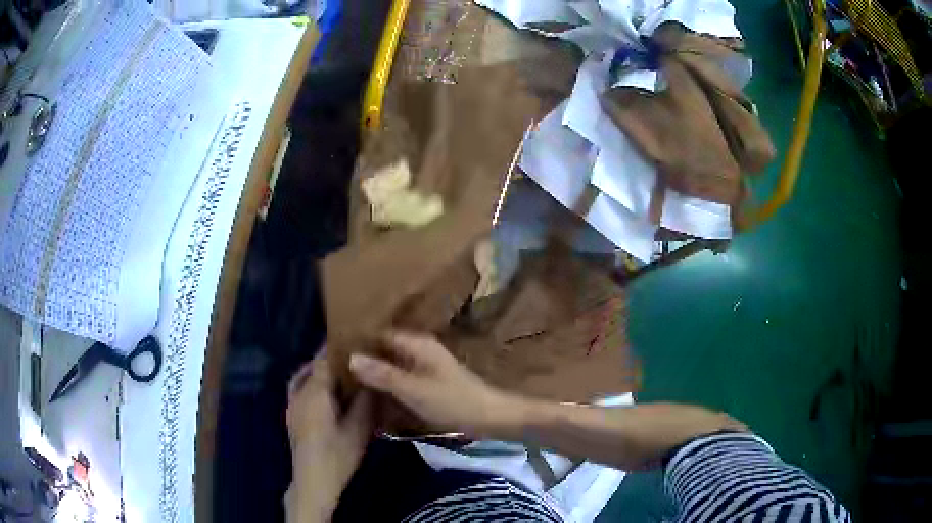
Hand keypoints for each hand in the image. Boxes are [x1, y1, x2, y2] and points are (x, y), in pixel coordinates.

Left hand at [285, 349, 372, 521]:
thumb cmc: (337, 455)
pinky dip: (311, 383)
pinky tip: (325, 393)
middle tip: (352, 356)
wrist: (313, 480)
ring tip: (340, 371)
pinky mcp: (292, 415)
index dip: (339, 349)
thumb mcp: (359, 429)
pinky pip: (299, 389)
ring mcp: (292, 405)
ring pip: (303, 377)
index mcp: (314, 393)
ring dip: (319, 370)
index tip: (356, 341)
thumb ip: (365, 402)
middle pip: (312, 367)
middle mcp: (299, 393)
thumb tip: (373, 379)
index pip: (324, 361)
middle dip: (330, 358)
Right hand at [349, 331, 513, 436]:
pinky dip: (388, 379)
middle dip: (365, 354)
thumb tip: (351, 357)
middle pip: (386, 347)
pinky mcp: (430, 382)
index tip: (334, 347)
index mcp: (418, 344)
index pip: (380, 333)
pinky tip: (373, 390)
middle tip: (335, 364)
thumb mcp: (414, 390)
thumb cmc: (453, 401)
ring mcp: (426, 366)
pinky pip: (402, 375)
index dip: (359, 339)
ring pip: (393, 362)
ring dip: (376, 368)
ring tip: (347, 376)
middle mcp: (421, 349)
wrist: (490, 418)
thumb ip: (383, 374)